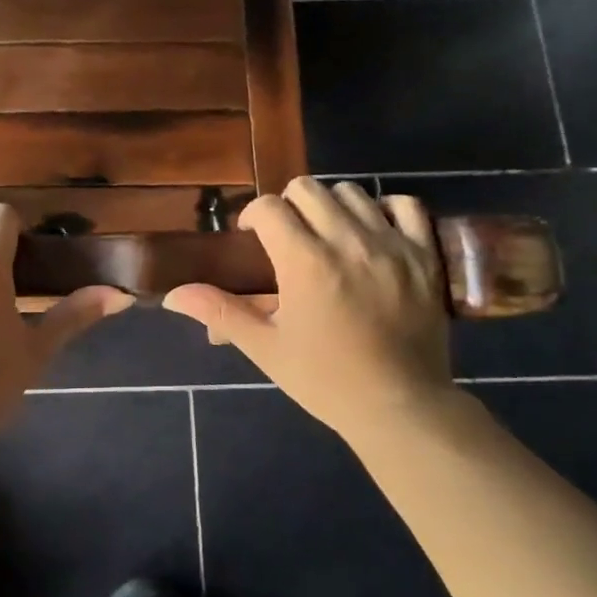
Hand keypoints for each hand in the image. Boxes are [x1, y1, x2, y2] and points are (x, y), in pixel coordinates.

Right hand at [163, 179, 454, 440]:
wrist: (400, 407)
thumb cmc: (326, 379)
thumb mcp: (265, 347)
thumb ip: (219, 311)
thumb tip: (172, 296)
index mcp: (305, 262)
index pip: (269, 207)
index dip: (253, 216)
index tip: (251, 238)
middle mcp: (348, 242)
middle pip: (307, 189)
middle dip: (288, 206)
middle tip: (287, 237)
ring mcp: (391, 245)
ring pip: (351, 192)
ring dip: (330, 206)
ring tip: (327, 235)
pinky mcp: (424, 255)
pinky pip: (405, 205)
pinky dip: (384, 209)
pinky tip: (372, 231)